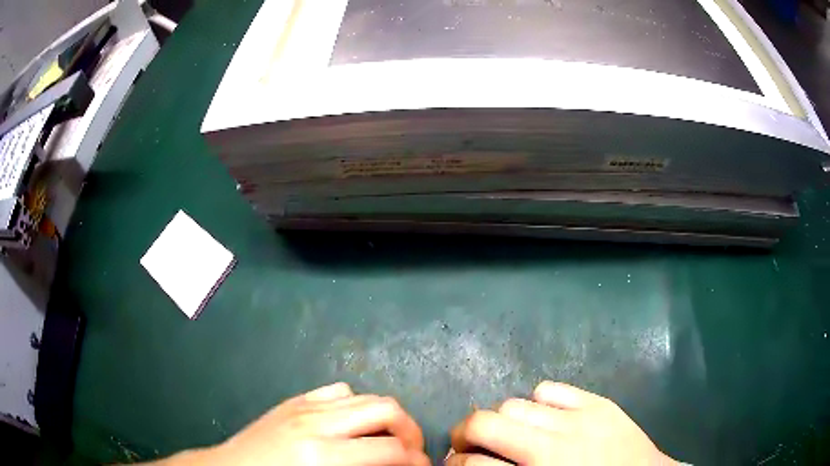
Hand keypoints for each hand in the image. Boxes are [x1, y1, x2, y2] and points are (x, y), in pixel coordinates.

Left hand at [155, 382, 428, 465]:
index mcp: (322, 455)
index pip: (390, 449)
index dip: (416, 459)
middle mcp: (316, 423)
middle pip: (385, 409)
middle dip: (410, 430)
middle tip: (412, 451)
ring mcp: (302, 406)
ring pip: (364, 396)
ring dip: (385, 417)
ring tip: (386, 438)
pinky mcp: (293, 401)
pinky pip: (336, 391)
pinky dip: (355, 405)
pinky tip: (352, 424)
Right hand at [447, 381, 676, 465]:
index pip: (471, 465)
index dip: (453, 464)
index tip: (452, 465)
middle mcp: (553, 446)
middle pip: (486, 423)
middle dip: (464, 434)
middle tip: (467, 446)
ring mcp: (580, 419)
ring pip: (514, 404)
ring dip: (502, 421)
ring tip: (509, 434)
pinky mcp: (600, 403)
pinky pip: (551, 389)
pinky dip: (538, 403)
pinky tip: (545, 419)